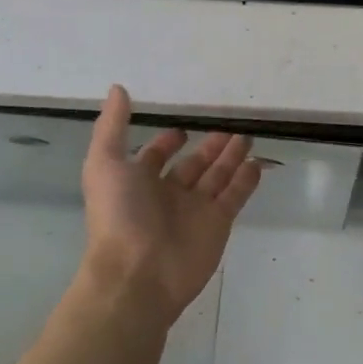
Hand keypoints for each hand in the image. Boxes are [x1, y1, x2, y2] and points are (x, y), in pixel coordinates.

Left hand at [80, 85, 262, 322]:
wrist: (137, 275)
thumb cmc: (118, 216)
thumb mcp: (104, 164)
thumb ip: (112, 126)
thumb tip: (117, 88)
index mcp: (139, 181)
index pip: (157, 155)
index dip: (169, 140)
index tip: (185, 124)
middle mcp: (168, 194)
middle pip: (194, 164)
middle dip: (210, 146)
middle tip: (230, 124)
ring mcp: (196, 209)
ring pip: (218, 176)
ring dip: (232, 156)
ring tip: (248, 134)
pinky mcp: (218, 223)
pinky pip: (236, 195)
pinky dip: (247, 179)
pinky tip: (257, 161)